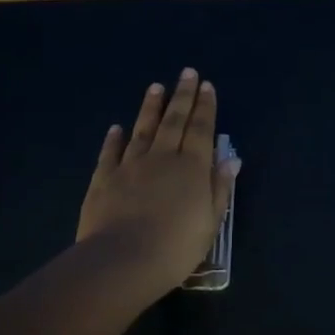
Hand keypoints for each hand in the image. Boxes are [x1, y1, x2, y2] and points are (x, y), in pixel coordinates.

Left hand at [74, 68, 241, 298]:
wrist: (122, 262)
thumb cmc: (176, 246)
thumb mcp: (210, 221)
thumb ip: (219, 188)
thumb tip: (230, 159)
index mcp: (192, 168)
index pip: (201, 129)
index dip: (205, 107)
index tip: (207, 85)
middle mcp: (162, 158)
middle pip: (174, 121)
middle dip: (183, 96)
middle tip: (187, 73)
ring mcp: (130, 166)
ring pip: (143, 129)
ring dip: (151, 107)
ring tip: (156, 87)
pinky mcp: (103, 180)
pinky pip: (110, 153)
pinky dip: (114, 139)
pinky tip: (116, 128)